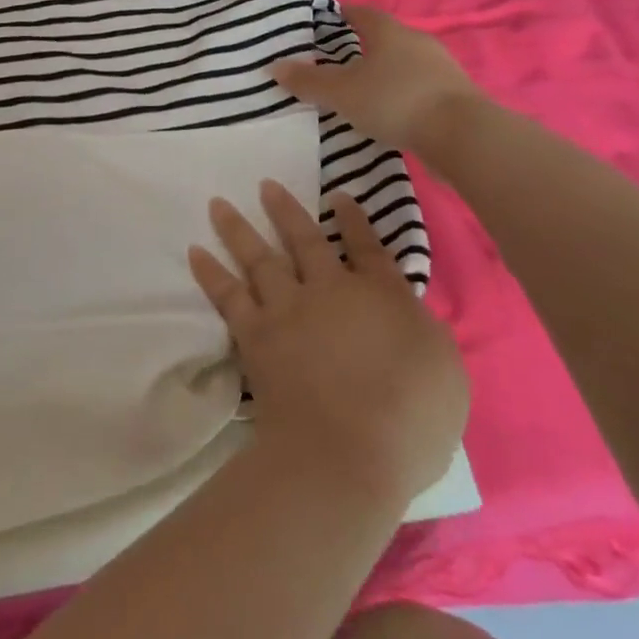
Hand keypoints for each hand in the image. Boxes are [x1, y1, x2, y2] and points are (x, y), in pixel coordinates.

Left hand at [189, 181, 467, 507]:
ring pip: (259, 257)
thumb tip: (406, 311)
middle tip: (264, 185)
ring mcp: (287, 309)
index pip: (368, 248)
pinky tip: (195, 252)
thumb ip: (423, 329)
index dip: (355, 220)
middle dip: (285, 210)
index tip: (339, 196)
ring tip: (217, 205)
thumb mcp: (444, 369)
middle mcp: (329, 290)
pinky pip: (227, 295)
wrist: (345, 452)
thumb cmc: (410, 418)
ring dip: (237, 228)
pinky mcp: (255, 335)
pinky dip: (210, 272)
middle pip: (305, 240)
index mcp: (382, 295)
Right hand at [273, 7, 481, 152]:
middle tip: (339, 59)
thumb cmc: (394, 101)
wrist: (462, 135)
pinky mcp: (455, 95)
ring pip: (405, 63)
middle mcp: (417, 42)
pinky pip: (420, 87)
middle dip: (364, 45)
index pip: (363, 13)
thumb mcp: (341, 93)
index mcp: (389, 32)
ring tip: (364, 89)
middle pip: (386, 38)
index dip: (344, 14)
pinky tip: (392, 111)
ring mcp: (441, 68)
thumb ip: (308, 81)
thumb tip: (274, 67)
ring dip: (386, 72)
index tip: (329, 19)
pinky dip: (403, 93)